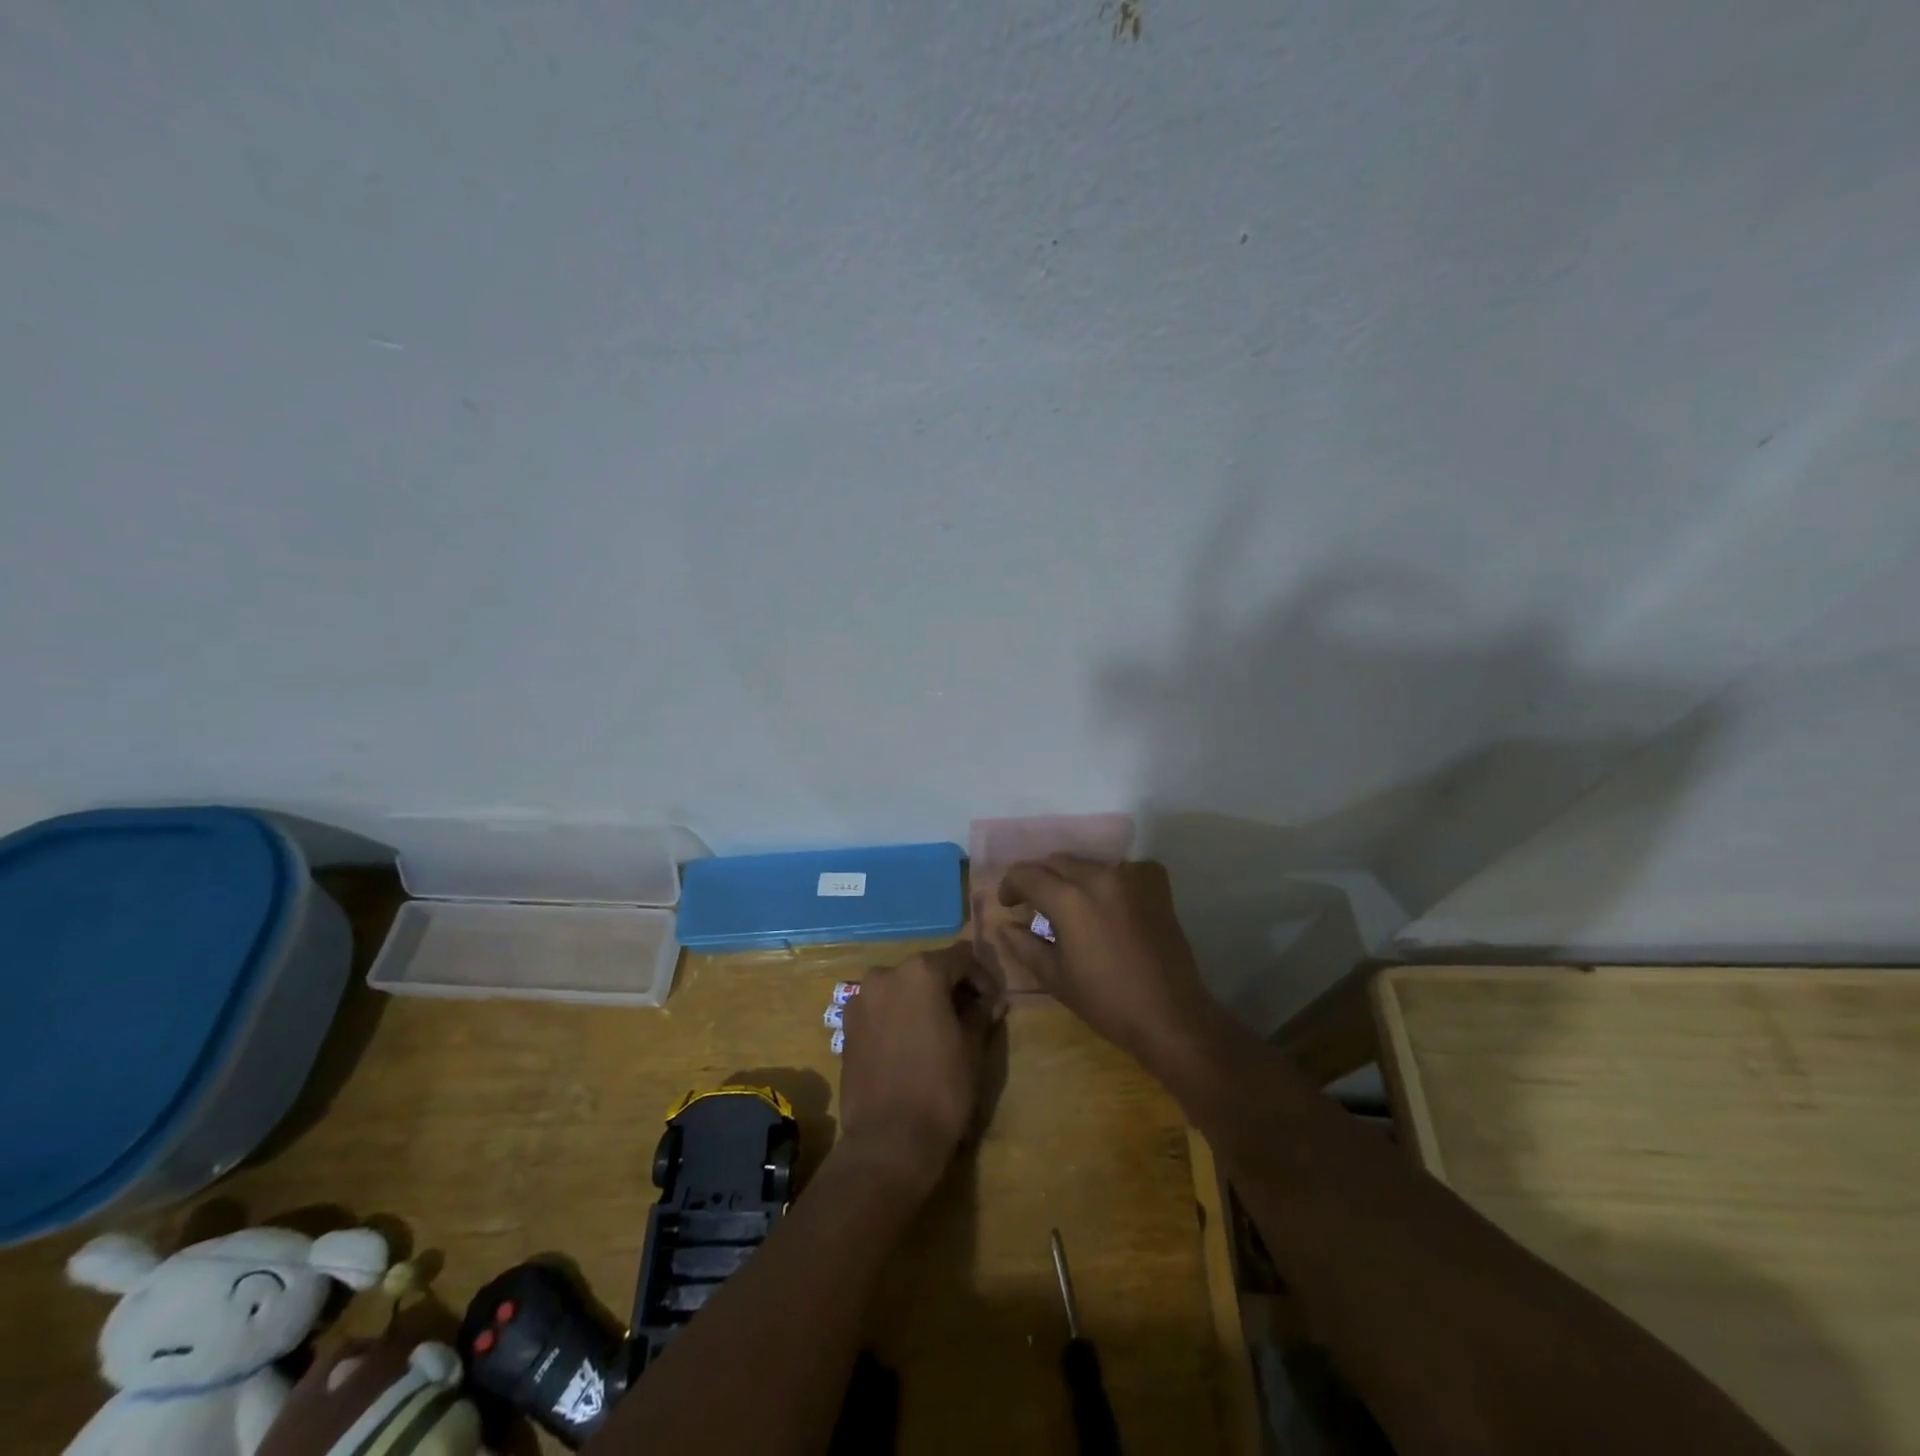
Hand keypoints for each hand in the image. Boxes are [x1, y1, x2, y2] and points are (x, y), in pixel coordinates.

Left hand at [837, 943, 1005, 1194]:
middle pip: (928, 970)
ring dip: (923, 1001)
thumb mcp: (972, 1047)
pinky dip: (899, 1016)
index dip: (982, 978)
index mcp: (920, 971)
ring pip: (902, 988)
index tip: (993, 1004)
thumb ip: (981, 1012)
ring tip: (940, 1030)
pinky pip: (881, 1009)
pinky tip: (912, 1044)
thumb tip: (992, 1000)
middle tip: (970, 1015)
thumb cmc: (941, 1088)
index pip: (961, 958)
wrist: (888, 1141)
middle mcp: (886, 974)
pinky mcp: (847, 1026)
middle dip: (951, 987)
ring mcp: (861, 999)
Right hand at [986, 858, 1215, 1069]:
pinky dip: (1107, 880)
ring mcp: (1130, 876)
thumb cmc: (1106, 1001)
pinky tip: (1108, 903)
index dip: (1010, 885)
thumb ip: (1024, 944)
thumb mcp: (1055, 977)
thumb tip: (1005, 925)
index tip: (1009, 904)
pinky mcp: (1155, 883)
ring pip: (1088, 864)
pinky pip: (1121, 869)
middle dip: (1040, 879)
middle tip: (1035, 905)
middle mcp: (1098, 876)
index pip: (1026, 874)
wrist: (1170, 1015)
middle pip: (1056, 862)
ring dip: (1072, 878)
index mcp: (1068, 899)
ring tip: (1073, 906)